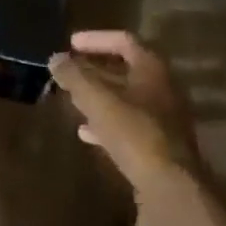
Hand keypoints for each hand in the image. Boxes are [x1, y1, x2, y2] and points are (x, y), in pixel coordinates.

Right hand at [48, 30, 201, 192]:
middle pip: (124, 70)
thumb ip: (74, 76)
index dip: (95, 39)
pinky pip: (129, 125)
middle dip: (93, 70)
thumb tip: (55, 58)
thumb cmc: (134, 133)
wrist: (171, 187)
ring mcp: (163, 118)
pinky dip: (106, 123)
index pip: (123, 41)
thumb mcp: (97, 100)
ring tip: (72, 100)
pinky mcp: (159, 145)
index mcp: (152, 69)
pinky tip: (86, 133)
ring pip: (125, 99)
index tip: (70, 44)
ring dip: (99, 97)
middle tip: (68, 72)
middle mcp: (162, 89)